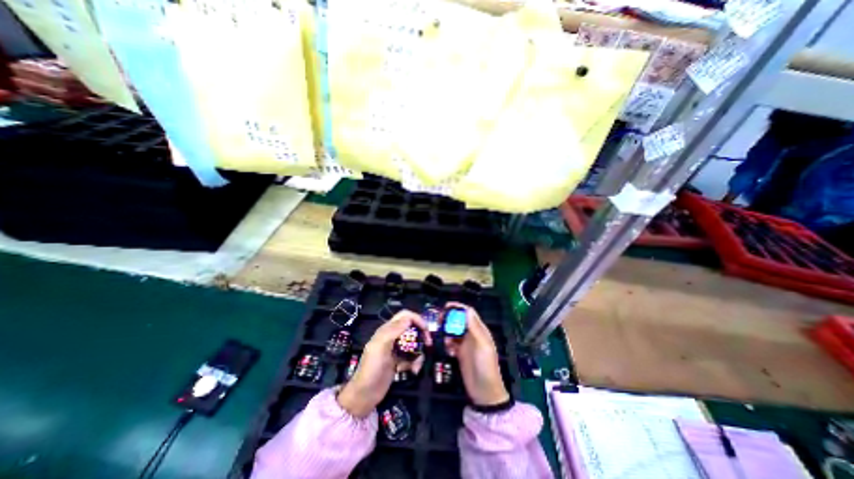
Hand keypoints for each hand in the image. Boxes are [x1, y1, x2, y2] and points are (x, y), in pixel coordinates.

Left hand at [339, 313, 433, 416]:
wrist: (364, 395)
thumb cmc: (371, 369)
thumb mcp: (381, 347)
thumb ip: (394, 331)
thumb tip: (408, 318)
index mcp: (387, 330)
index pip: (405, 316)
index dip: (417, 319)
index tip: (426, 329)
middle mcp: (392, 337)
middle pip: (412, 328)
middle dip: (421, 335)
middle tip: (428, 344)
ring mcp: (396, 349)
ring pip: (414, 344)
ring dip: (419, 354)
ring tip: (416, 366)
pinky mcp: (398, 361)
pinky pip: (412, 357)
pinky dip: (415, 363)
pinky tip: (412, 371)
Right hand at [440, 304, 504, 404]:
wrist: (485, 392)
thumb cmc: (486, 367)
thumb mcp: (482, 345)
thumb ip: (474, 328)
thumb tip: (467, 309)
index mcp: (480, 330)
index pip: (468, 313)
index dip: (458, 308)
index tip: (446, 306)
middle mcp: (472, 335)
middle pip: (459, 320)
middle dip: (449, 318)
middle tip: (439, 320)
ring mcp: (465, 345)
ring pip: (453, 331)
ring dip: (447, 333)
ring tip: (445, 341)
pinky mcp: (459, 354)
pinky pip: (451, 343)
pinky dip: (448, 344)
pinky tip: (449, 352)